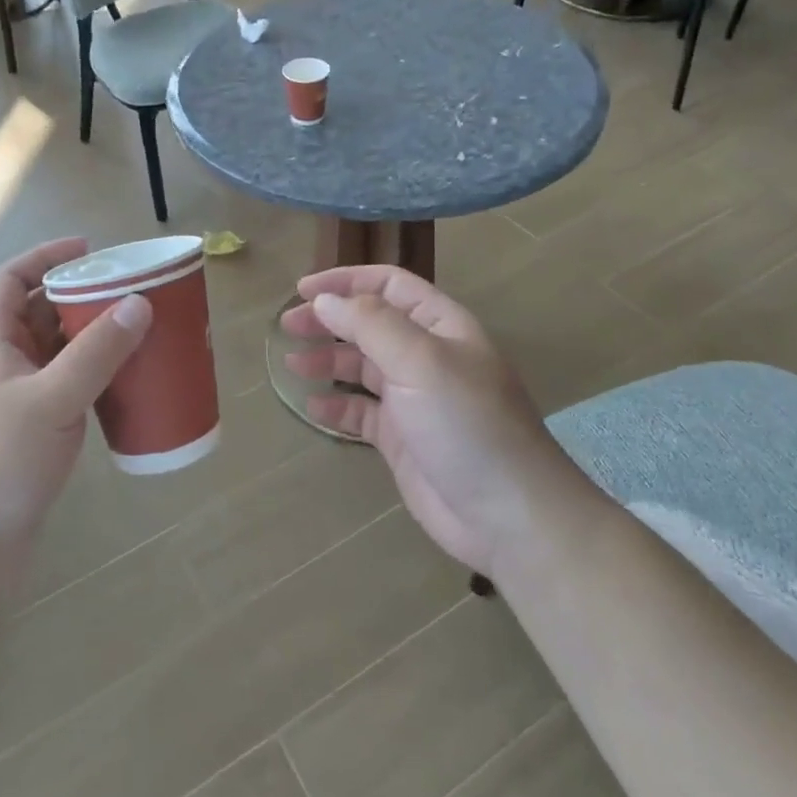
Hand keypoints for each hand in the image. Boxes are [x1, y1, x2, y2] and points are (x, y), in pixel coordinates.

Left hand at [0, 239, 151, 555]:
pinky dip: (99, 381)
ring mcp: (20, 405)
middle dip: (83, 297)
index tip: (90, 250)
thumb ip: (96, 353)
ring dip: (95, 340)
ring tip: (140, 333)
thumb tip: (140, 303)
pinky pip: (72, 391)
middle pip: (41, 314)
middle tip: (132, 293)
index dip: (45, 257)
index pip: (11, 282)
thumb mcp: (50, 400)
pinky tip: (129, 388)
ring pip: (60, 354)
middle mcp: (5, 368)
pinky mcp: (37, 438)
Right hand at [282, 266, 565, 572]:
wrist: (507, 515)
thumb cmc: (467, 424)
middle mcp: (426, 355)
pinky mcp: (402, 438)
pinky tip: (314, 406)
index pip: (389, 285)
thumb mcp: (420, 361)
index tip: (303, 289)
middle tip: (288, 326)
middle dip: (329, 320)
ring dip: (328, 360)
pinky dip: (337, 404)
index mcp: (440, 326)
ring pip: (362, 366)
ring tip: (291, 363)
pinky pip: (361, 411)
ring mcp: (414, 398)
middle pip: (369, 323)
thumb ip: (370, 325)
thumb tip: (325, 300)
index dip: (346, 281)